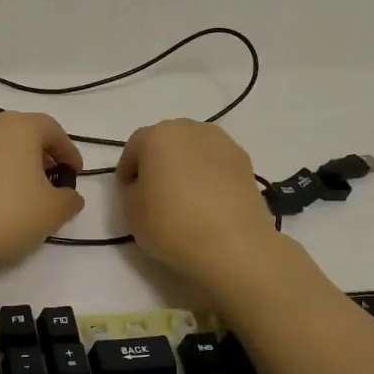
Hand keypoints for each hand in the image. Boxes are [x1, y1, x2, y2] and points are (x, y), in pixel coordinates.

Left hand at [0, 112, 83, 274]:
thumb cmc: (9, 215)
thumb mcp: (53, 211)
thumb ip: (70, 198)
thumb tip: (68, 195)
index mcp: (19, 126)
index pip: (53, 130)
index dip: (69, 152)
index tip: (75, 174)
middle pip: (22, 133)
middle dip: (40, 155)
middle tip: (51, 181)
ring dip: (12, 163)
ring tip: (21, 192)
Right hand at [116, 120, 278, 285]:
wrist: (233, 244)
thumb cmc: (172, 223)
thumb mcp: (131, 211)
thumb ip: (131, 190)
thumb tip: (144, 185)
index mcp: (157, 135)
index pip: (133, 147)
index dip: (127, 170)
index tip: (127, 193)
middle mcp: (191, 129)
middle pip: (166, 142)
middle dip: (157, 162)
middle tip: (154, 192)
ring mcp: (223, 143)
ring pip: (194, 150)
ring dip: (185, 166)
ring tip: (184, 197)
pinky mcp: (246, 163)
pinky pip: (216, 164)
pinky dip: (208, 176)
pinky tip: (208, 202)